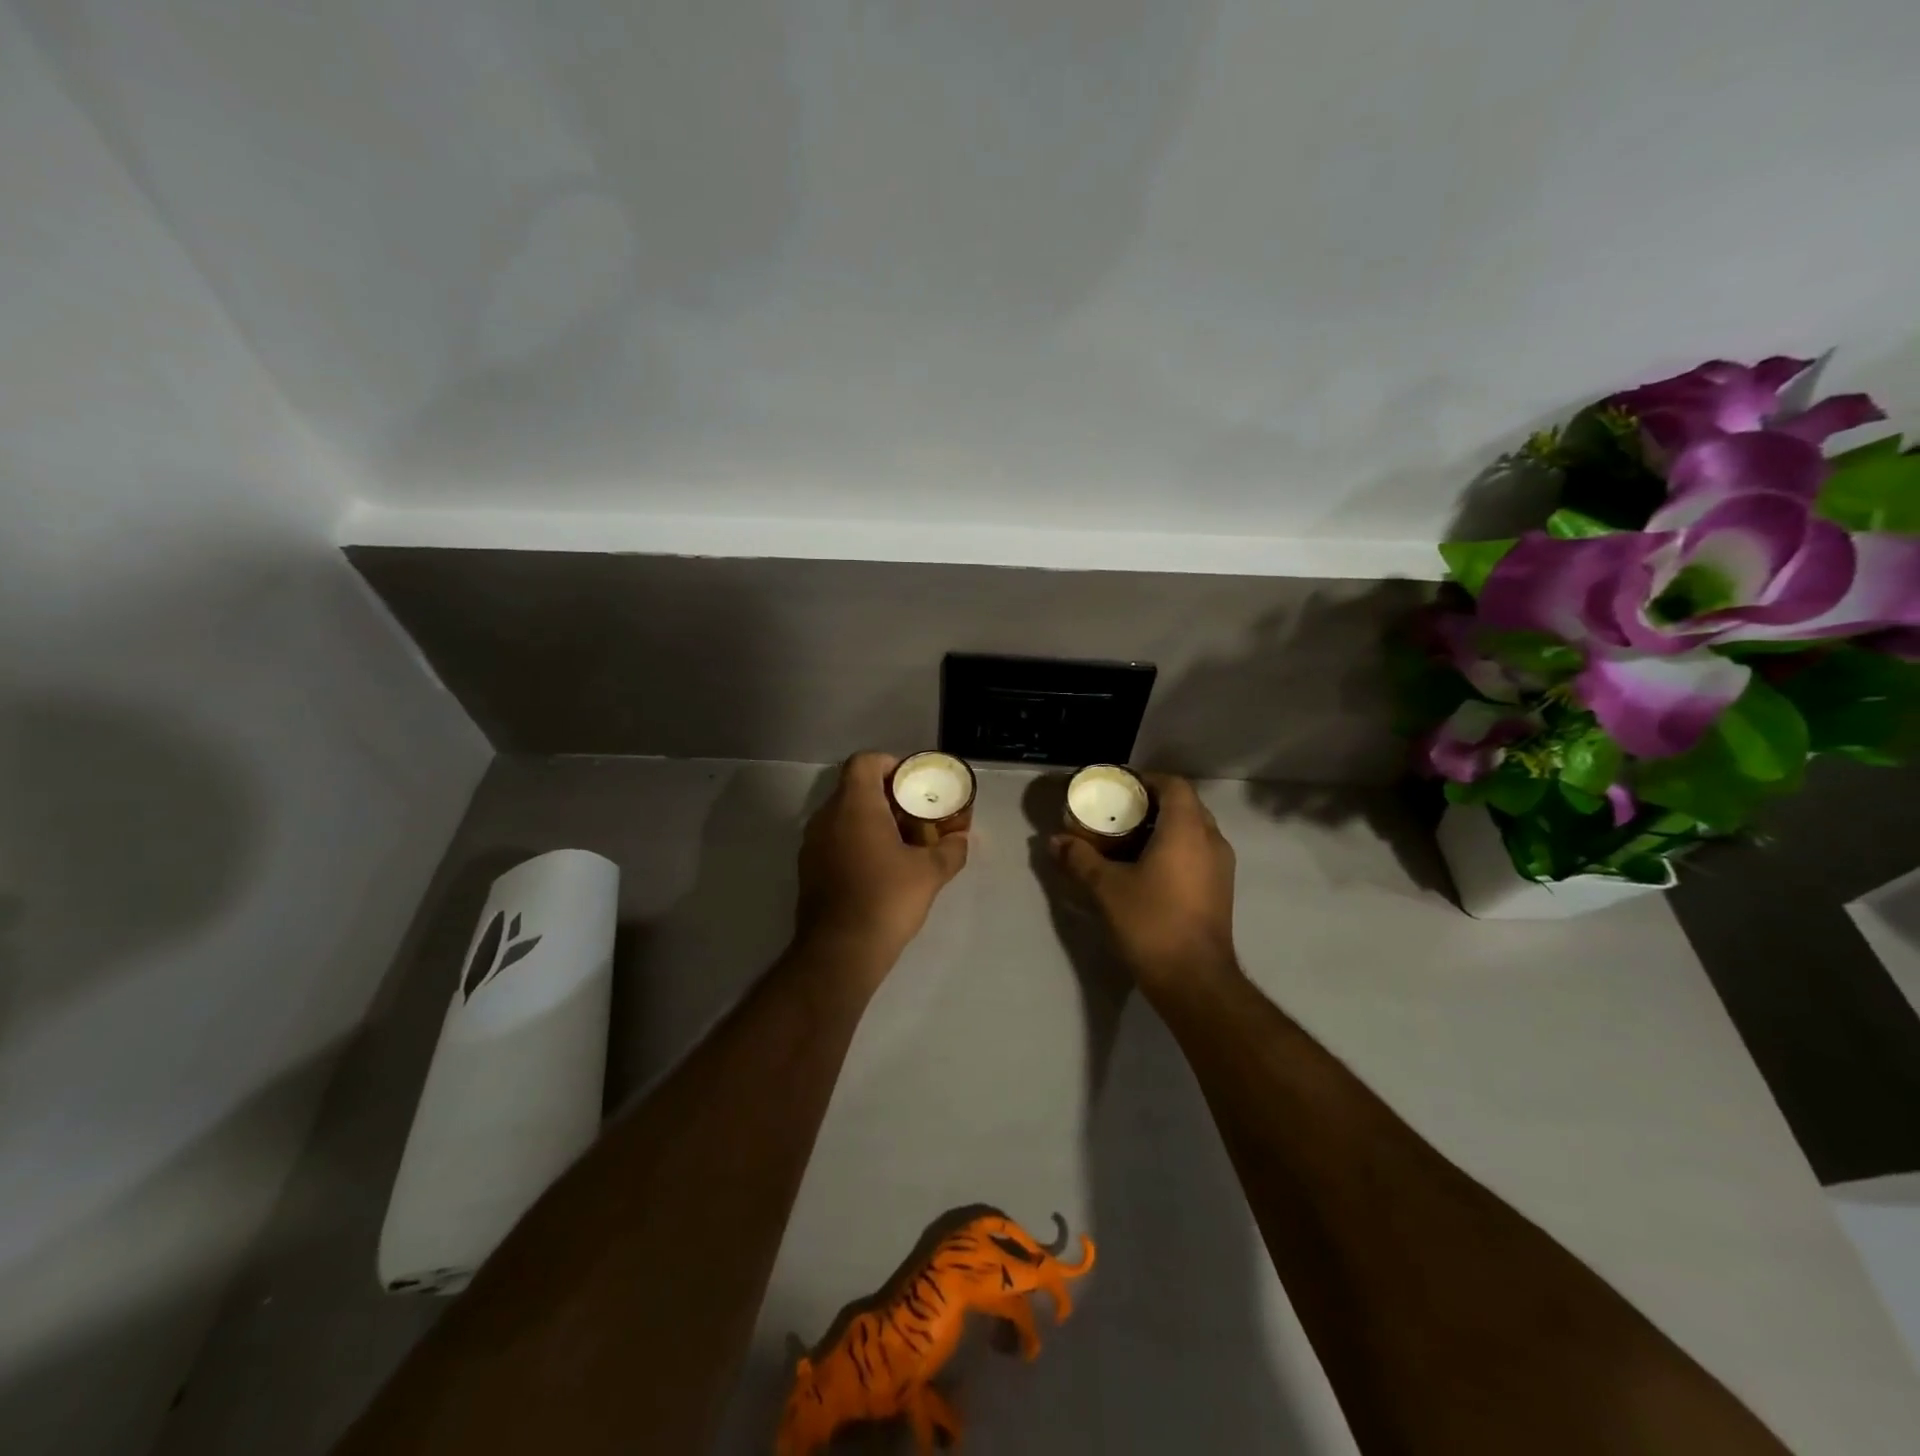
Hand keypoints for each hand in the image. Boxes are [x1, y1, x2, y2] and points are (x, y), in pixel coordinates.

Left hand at [794, 752, 969, 977]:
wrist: (840, 951)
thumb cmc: (886, 899)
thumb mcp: (931, 873)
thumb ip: (951, 849)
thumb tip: (961, 839)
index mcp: (855, 805)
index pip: (865, 761)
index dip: (891, 764)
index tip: (913, 785)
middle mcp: (827, 816)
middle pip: (855, 787)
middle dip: (887, 796)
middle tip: (916, 815)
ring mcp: (813, 843)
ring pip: (844, 815)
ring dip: (872, 820)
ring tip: (903, 843)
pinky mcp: (809, 868)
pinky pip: (835, 839)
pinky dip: (857, 841)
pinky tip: (881, 867)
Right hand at [1050, 774, 1238, 995]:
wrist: (1194, 979)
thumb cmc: (1151, 922)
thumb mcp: (1106, 888)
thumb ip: (1080, 858)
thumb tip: (1054, 841)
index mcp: (1187, 830)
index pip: (1174, 785)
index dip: (1147, 780)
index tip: (1120, 788)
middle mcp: (1211, 840)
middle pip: (1185, 805)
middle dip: (1153, 803)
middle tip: (1119, 812)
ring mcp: (1221, 867)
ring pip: (1194, 830)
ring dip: (1165, 828)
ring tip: (1129, 839)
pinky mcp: (1221, 890)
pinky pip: (1199, 853)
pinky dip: (1176, 849)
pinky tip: (1147, 867)